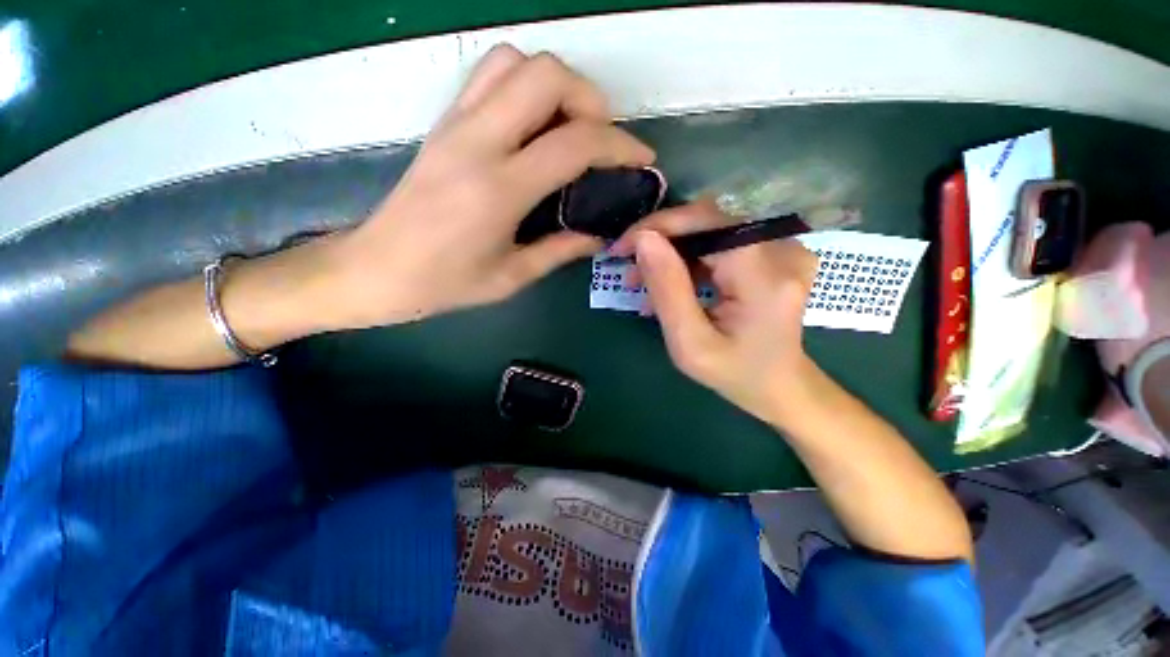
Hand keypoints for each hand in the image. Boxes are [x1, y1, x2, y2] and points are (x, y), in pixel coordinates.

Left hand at [325, 45, 654, 327]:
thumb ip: (561, 250)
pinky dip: (523, 86)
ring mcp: (455, 124)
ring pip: (515, 62)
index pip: (574, 143)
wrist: (376, 269)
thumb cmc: (445, 283)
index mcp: (499, 189)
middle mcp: (477, 142)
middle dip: (589, 99)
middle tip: (600, 140)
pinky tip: (533, 126)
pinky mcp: (443, 123)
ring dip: (555, 86)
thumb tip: (599, 235)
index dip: (619, 146)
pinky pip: (489, 76)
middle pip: (546, 75)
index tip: (641, 159)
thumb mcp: (512, 277)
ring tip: (569, 128)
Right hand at [611, 200, 819, 427]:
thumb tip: (643, 240)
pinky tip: (672, 282)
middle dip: (661, 241)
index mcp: (765, 276)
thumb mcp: (690, 343)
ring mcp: (784, 248)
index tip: (622, 248)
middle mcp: (783, 249)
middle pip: (709, 221)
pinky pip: (723, 241)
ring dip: (673, 251)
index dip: (658, 227)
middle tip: (631, 269)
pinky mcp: (776, 252)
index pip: (706, 222)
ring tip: (645, 281)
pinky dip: (691, 258)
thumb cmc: (734, 374)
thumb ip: (667, 289)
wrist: (780, 386)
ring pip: (712, 230)